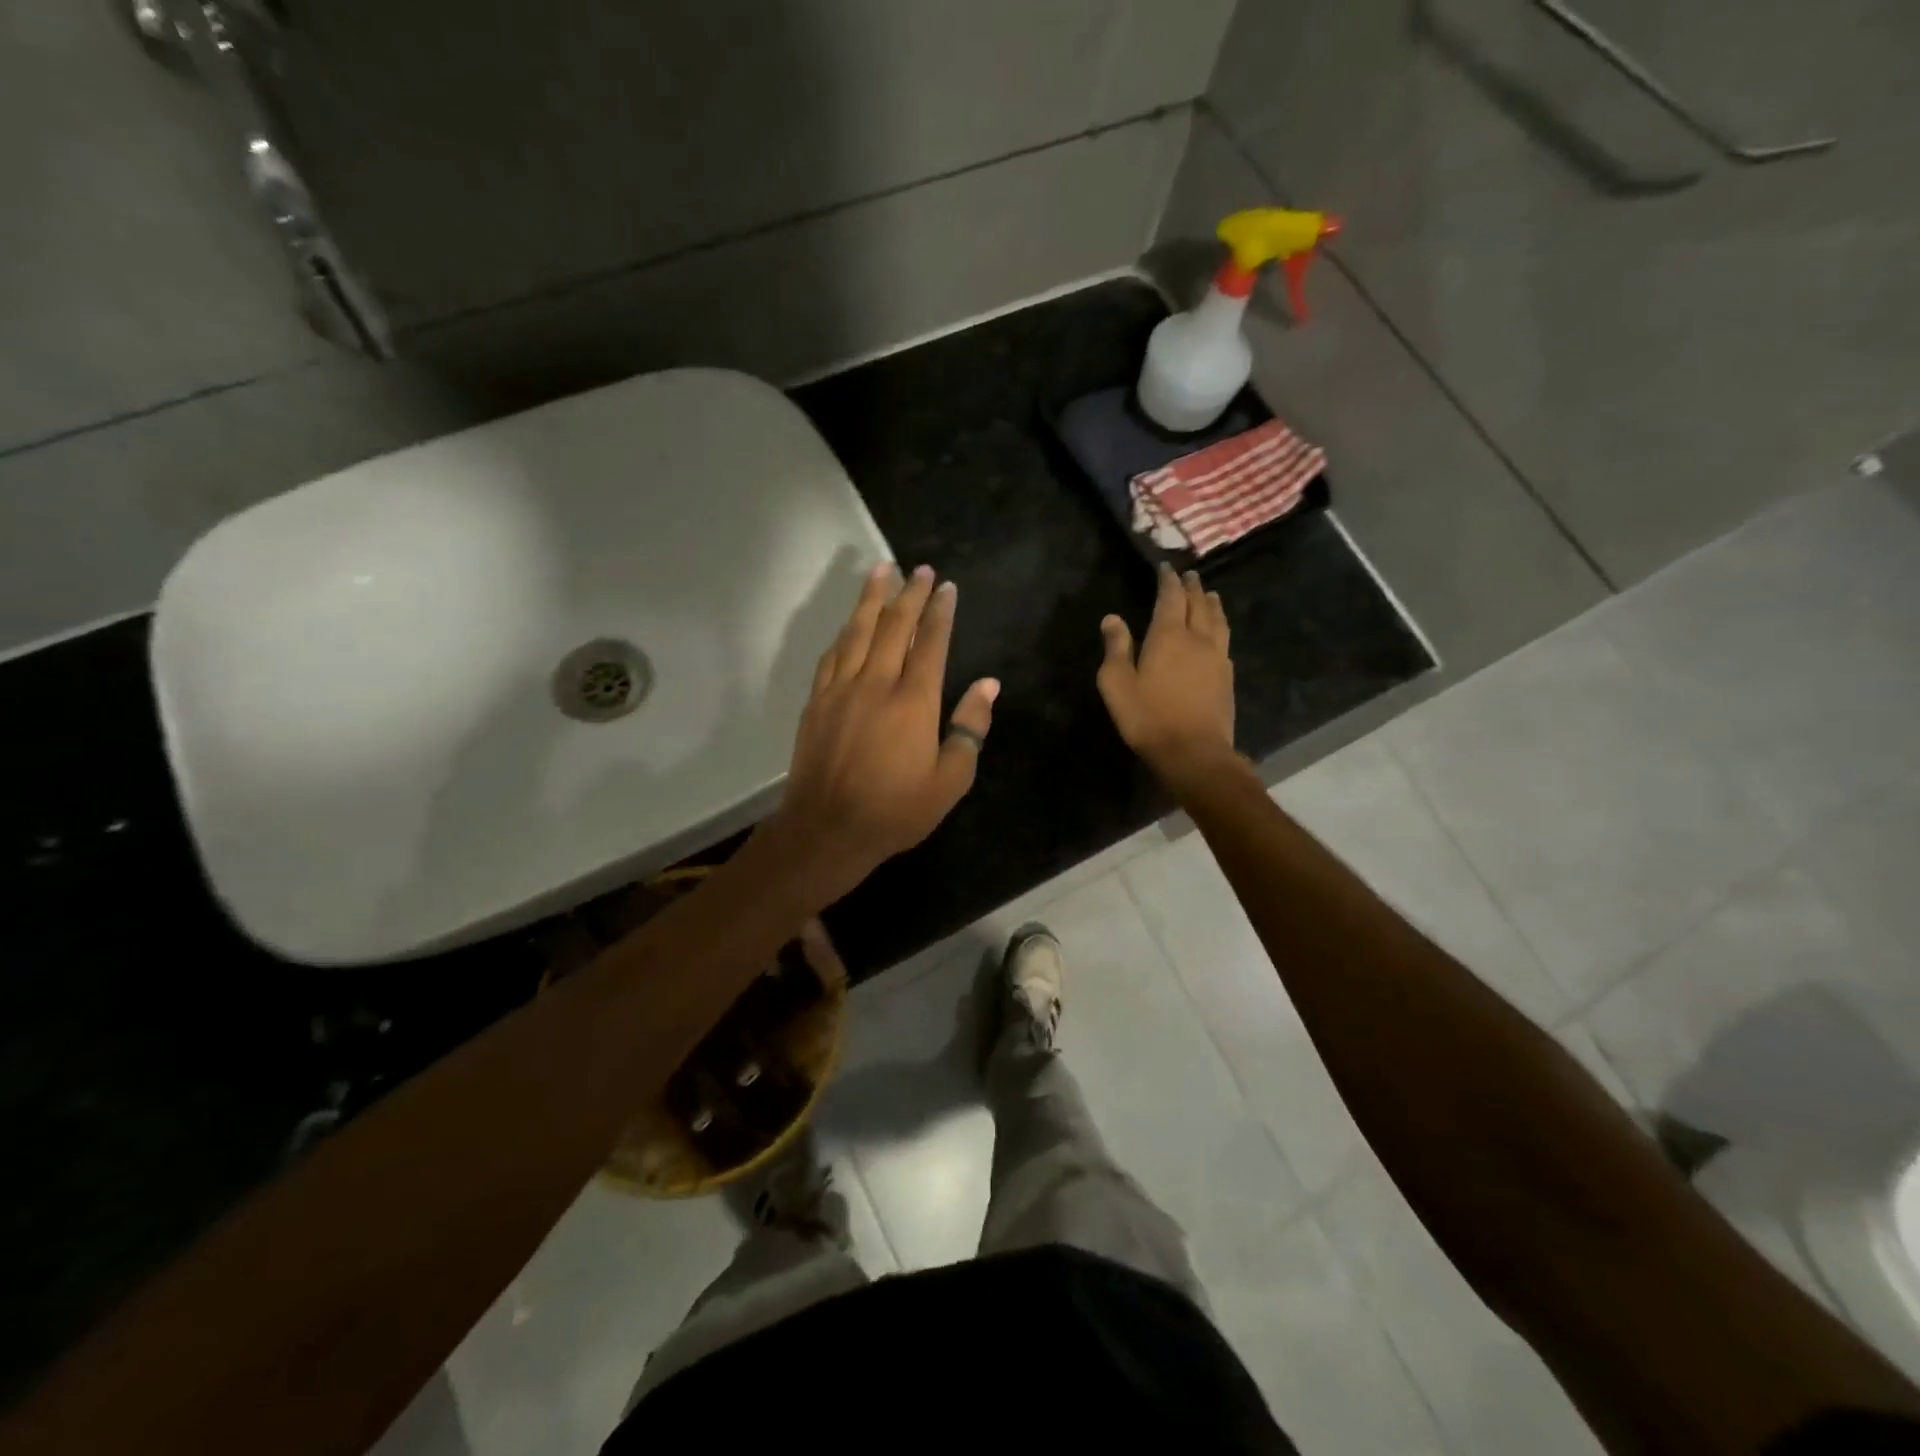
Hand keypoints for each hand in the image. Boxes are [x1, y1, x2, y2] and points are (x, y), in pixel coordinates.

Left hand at [768, 563, 998, 902]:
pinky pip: (832, 656)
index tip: (947, 587)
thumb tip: (988, 685)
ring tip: (881, 570)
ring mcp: (841, 690)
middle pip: (894, 626)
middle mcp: (876, 684)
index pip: (931, 643)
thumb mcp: (949, 781)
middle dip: (909, 593)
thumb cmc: (896, 811)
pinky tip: (850, 623)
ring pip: (858, 631)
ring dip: (872, 598)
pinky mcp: (816, 702)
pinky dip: (844, 633)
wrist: (827, 829)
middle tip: (919, 569)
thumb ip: (970, 729)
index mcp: (914, 701)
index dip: (940, 612)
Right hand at [1097, 564, 1238, 783]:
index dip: (1168, 581)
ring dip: (1212, 604)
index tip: (1166, 568)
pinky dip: (1220, 628)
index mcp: (1169, 636)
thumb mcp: (1117, 683)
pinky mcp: (1227, 678)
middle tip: (1190, 575)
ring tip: (1210, 595)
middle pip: (1198, 604)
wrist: (1193, 751)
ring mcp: (1217, 658)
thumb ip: (1116, 648)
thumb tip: (1112, 618)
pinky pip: (1225, 641)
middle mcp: (1198, 639)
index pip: (1170, 598)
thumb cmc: (1148, 717)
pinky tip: (1219, 634)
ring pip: (1218, 621)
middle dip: (1192, 588)